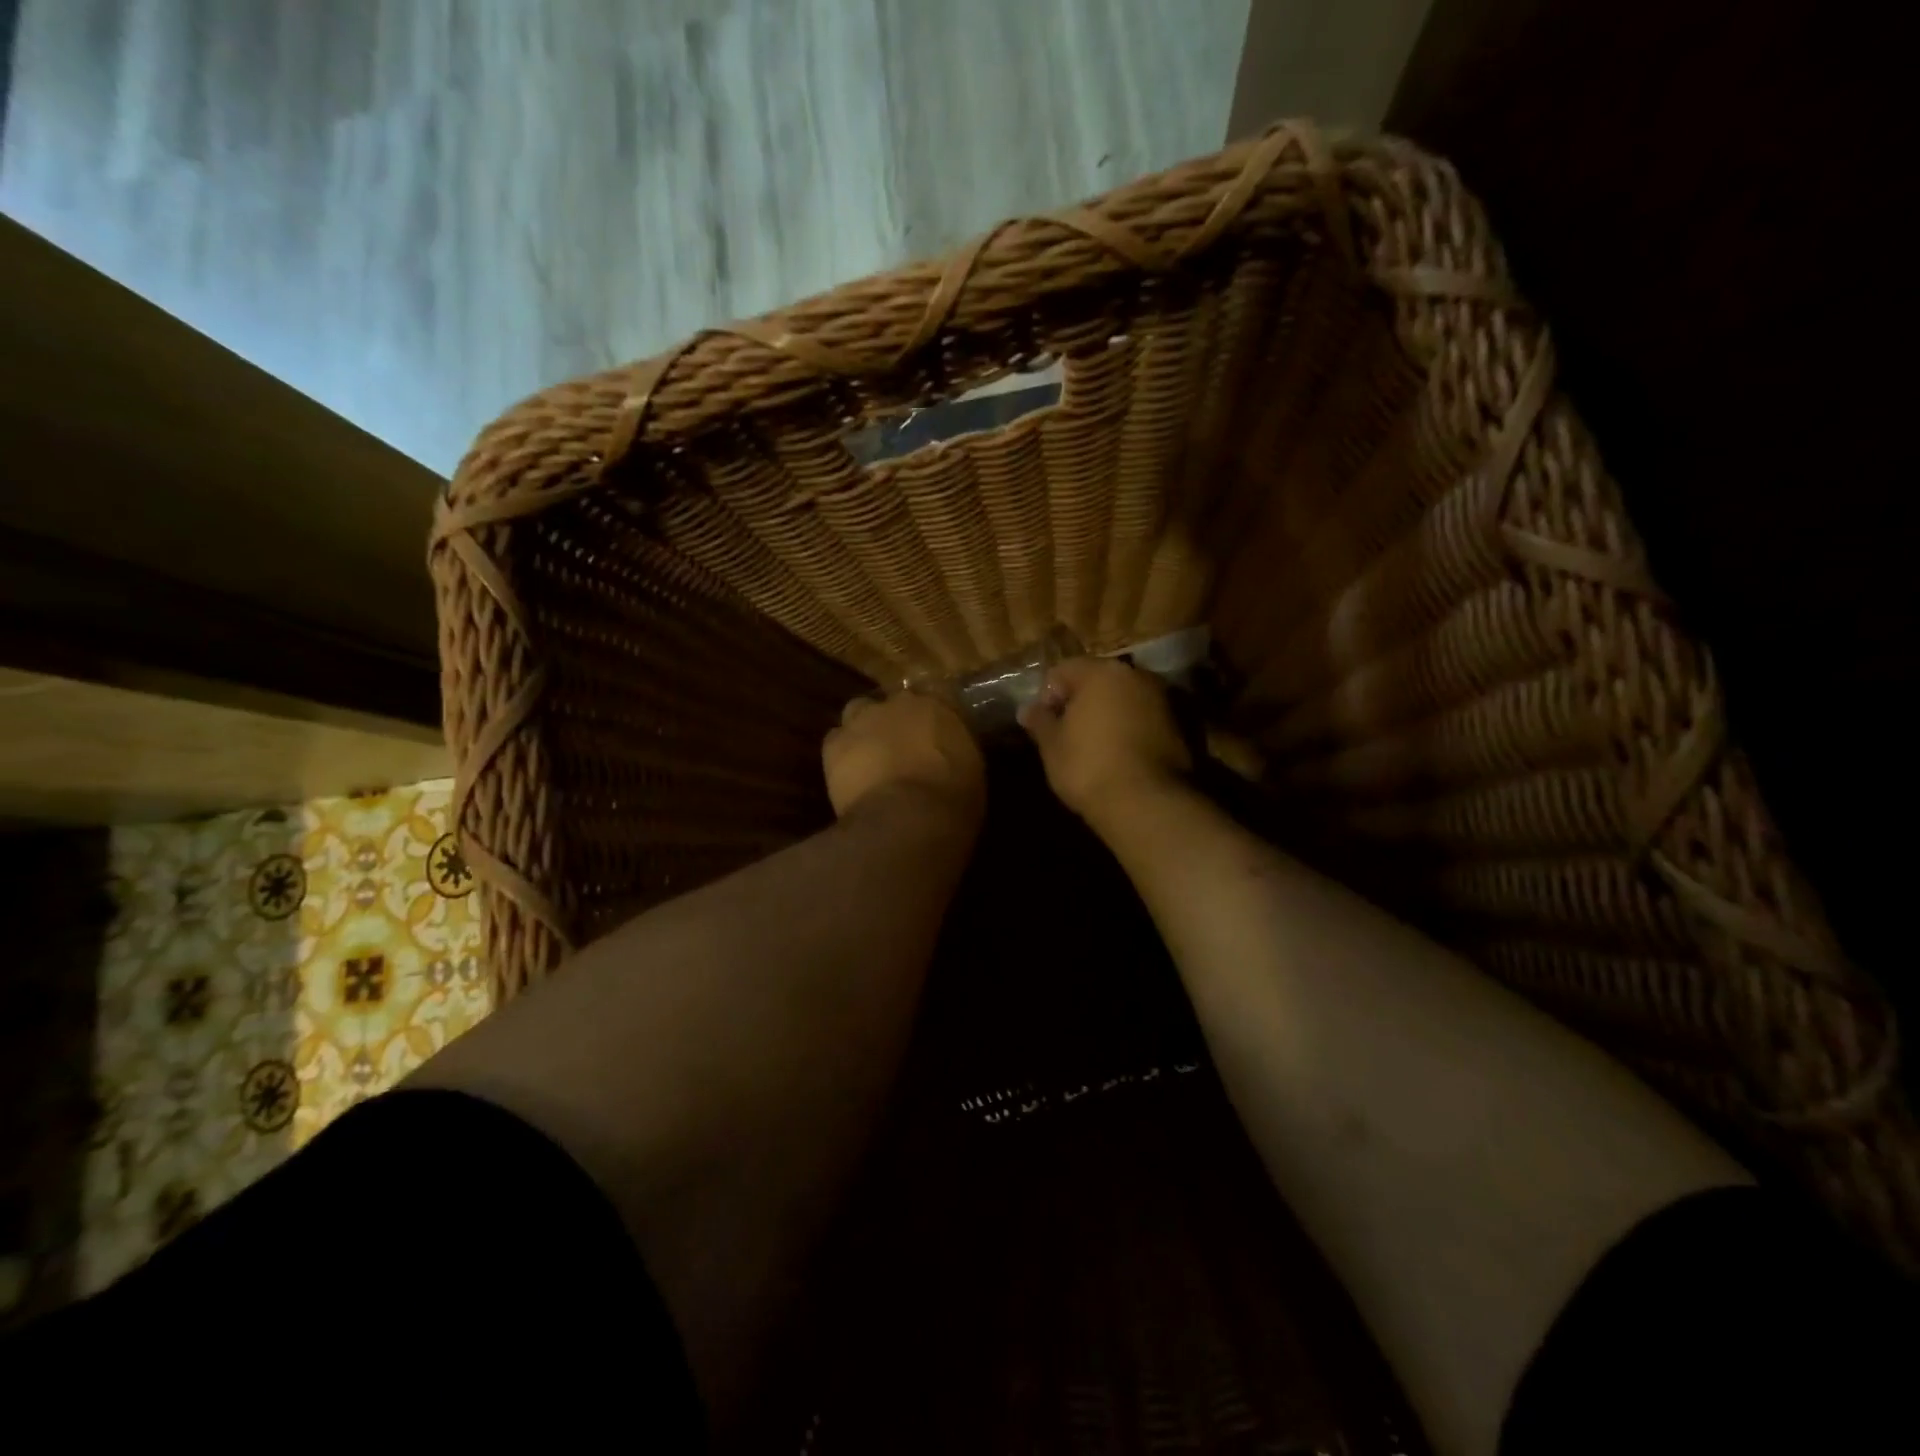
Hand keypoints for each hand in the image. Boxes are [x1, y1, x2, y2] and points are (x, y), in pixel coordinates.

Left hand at [823, 691, 985, 828]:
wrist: (907, 818)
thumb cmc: (952, 799)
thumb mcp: (972, 772)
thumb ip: (958, 751)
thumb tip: (950, 754)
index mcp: (941, 705)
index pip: (940, 694)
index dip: (936, 714)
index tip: (938, 732)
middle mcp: (901, 702)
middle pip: (896, 701)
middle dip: (898, 719)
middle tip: (903, 745)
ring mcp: (864, 719)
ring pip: (860, 712)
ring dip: (865, 729)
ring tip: (871, 755)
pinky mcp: (835, 744)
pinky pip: (836, 740)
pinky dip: (843, 753)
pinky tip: (850, 773)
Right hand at [1018, 656, 1191, 823]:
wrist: (1146, 802)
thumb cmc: (1088, 766)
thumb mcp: (1051, 745)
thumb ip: (1039, 721)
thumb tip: (1027, 710)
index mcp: (1101, 672)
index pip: (1062, 671)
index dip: (1047, 696)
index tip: (1044, 725)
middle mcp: (1135, 676)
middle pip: (1097, 680)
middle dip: (1079, 702)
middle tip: (1066, 734)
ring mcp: (1161, 699)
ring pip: (1122, 699)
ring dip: (1106, 715)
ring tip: (1092, 747)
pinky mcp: (1178, 725)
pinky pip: (1142, 718)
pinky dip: (1128, 729)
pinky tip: (1118, 756)